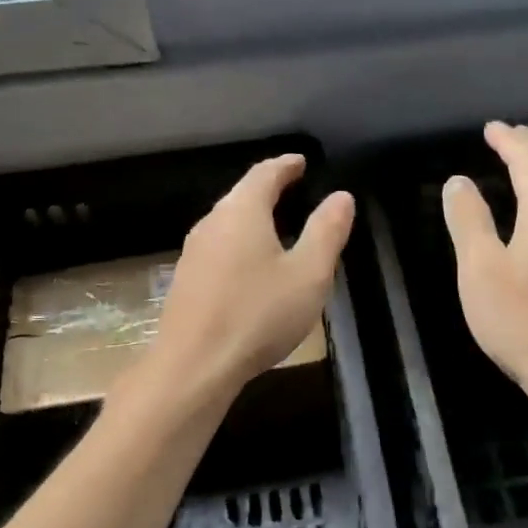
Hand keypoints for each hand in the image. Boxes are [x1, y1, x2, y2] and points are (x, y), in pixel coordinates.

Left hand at [152, 154, 353, 396]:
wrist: (194, 365)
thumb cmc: (258, 314)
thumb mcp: (308, 274)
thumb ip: (327, 232)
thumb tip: (341, 197)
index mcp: (242, 212)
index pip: (265, 174)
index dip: (286, 165)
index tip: (301, 162)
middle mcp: (212, 223)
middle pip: (241, 195)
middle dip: (268, 189)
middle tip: (292, 189)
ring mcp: (193, 253)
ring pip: (227, 223)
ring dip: (252, 218)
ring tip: (276, 226)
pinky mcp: (186, 282)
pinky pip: (218, 249)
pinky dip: (240, 245)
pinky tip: (250, 267)